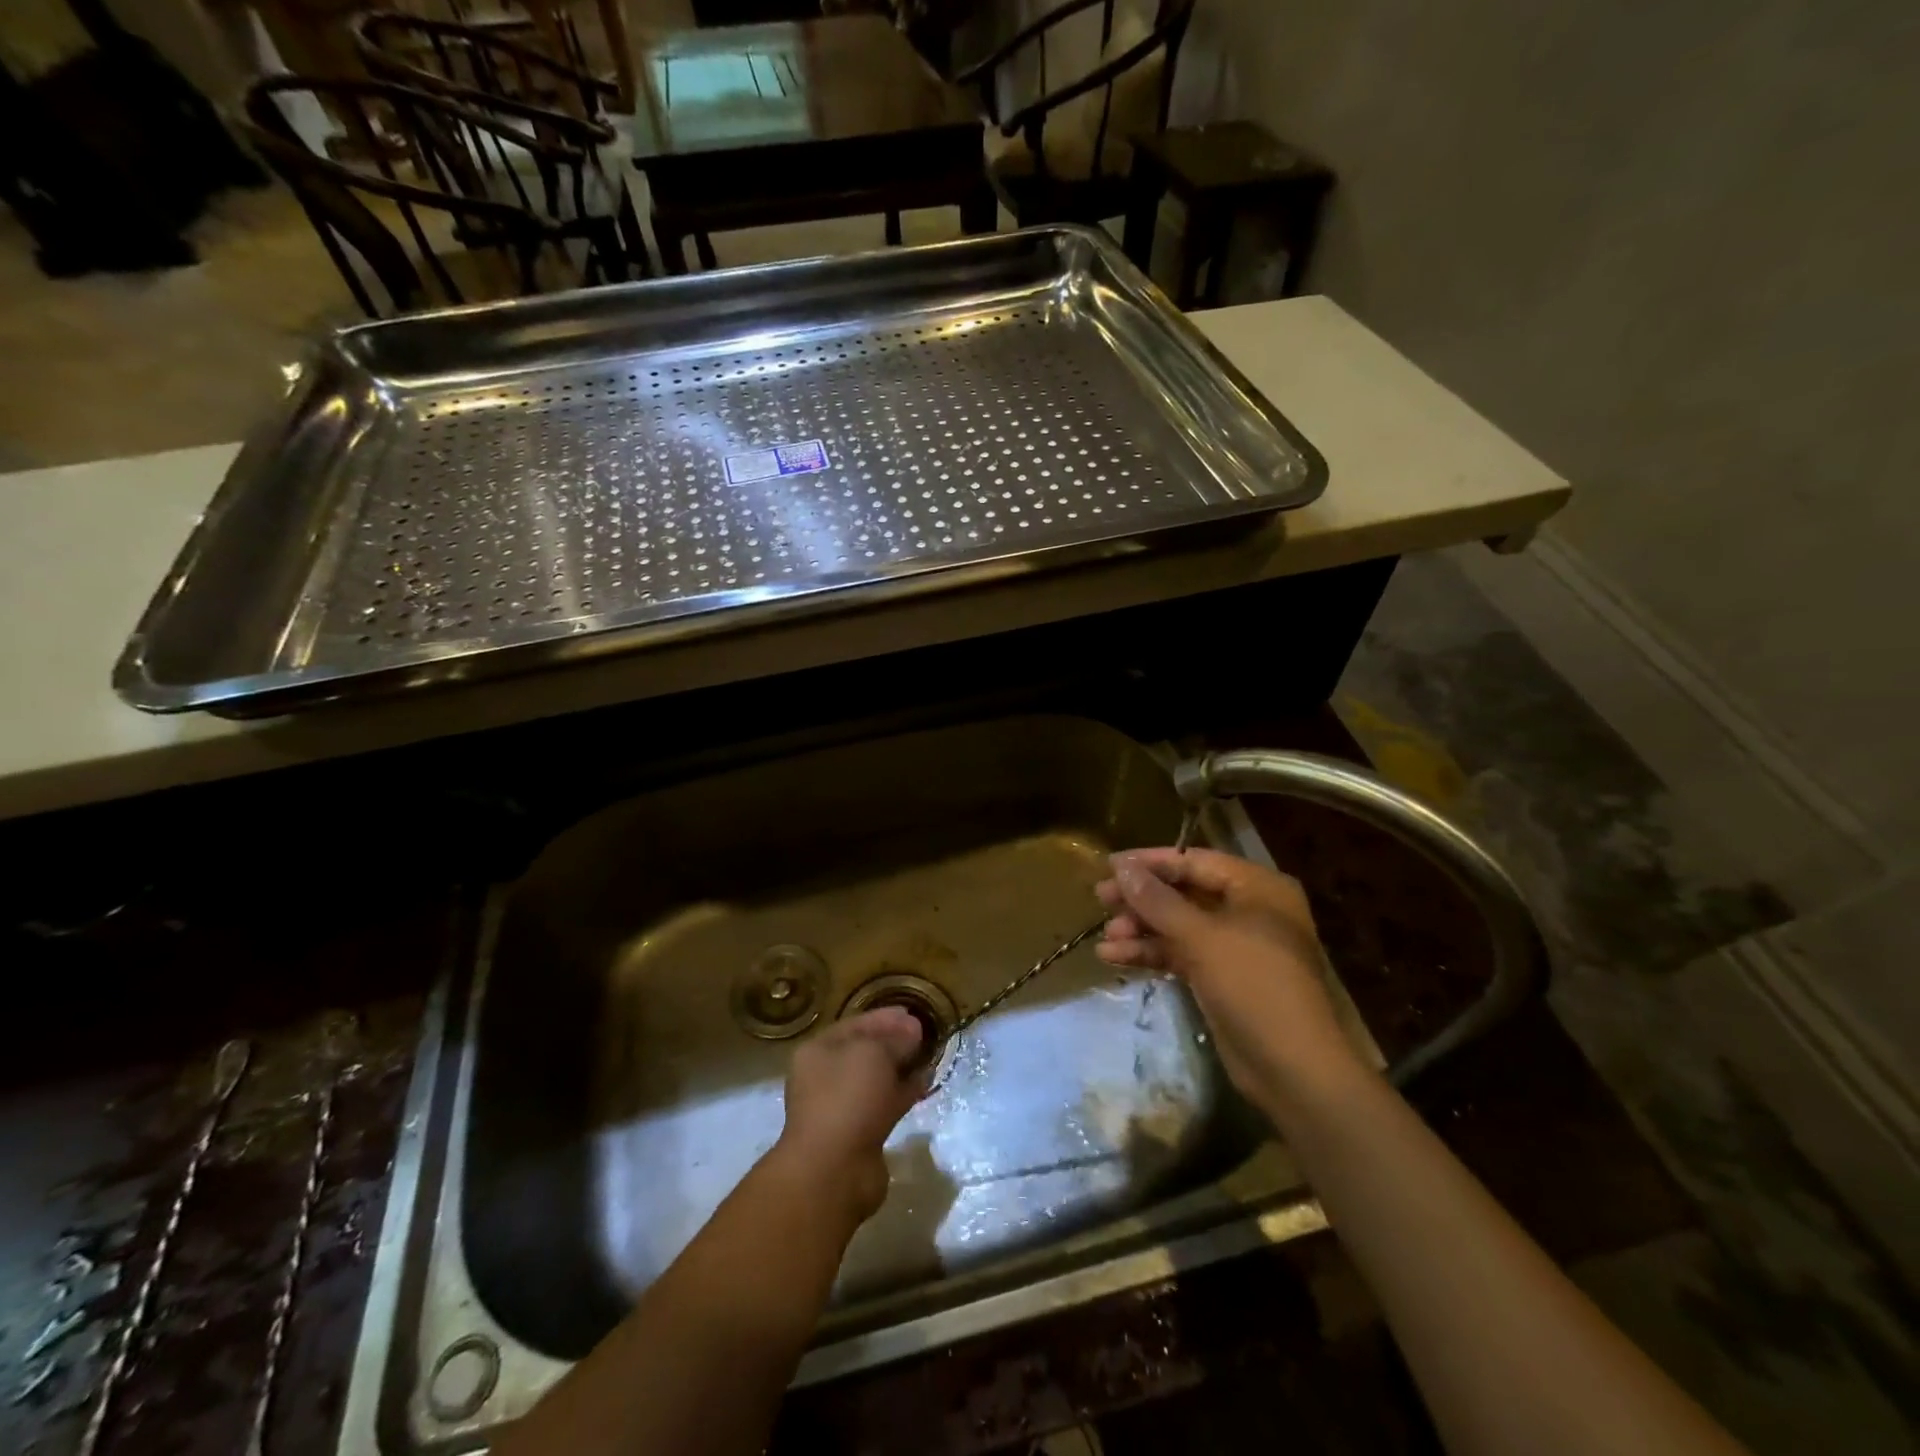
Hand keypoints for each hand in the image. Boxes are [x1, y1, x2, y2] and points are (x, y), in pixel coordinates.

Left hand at [772, 1008, 926, 1224]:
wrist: (833, 1169)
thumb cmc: (847, 1097)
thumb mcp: (874, 1053)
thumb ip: (895, 1038)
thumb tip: (912, 1030)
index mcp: (818, 1051)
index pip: (855, 1024)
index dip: (885, 1017)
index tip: (912, 1014)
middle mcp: (825, 1076)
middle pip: (865, 1051)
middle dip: (894, 1042)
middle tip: (924, 1035)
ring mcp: (841, 1106)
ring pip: (876, 1079)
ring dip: (901, 1067)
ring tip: (929, 1056)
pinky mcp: (859, 1132)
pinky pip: (884, 1103)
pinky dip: (903, 1092)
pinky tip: (925, 1083)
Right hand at [1096, 848, 1364, 1114]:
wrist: (1293, 1069)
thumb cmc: (1254, 986)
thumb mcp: (1201, 937)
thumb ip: (1157, 900)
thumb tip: (1121, 866)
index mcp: (1257, 887)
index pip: (1195, 861)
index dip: (1150, 863)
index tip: (1108, 866)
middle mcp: (1249, 910)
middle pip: (1184, 892)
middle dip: (1142, 899)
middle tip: (1101, 899)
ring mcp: (1235, 946)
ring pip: (1179, 925)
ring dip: (1142, 929)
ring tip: (1106, 939)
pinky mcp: (1222, 978)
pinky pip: (1181, 954)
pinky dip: (1152, 954)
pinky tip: (1115, 958)